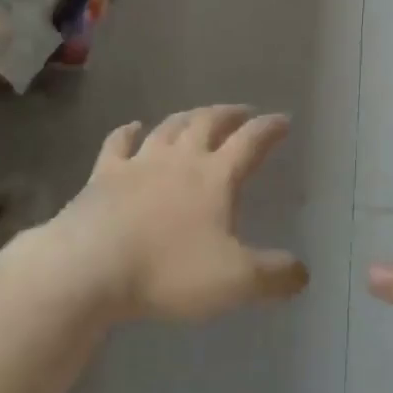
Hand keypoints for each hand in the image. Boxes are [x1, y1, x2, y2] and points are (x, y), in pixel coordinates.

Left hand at [50, 105, 308, 322]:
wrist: (90, 267)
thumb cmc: (167, 270)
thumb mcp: (234, 281)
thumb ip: (273, 276)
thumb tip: (303, 273)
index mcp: (215, 176)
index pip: (251, 141)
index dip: (270, 129)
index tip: (283, 120)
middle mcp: (181, 158)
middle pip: (209, 123)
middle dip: (229, 114)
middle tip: (243, 112)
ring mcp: (139, 162)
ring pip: (170, 127)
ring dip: (188, 117)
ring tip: (199, 115)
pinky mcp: (104, 175)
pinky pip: (119, 143)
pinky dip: (129, 131)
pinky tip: (134, 127)